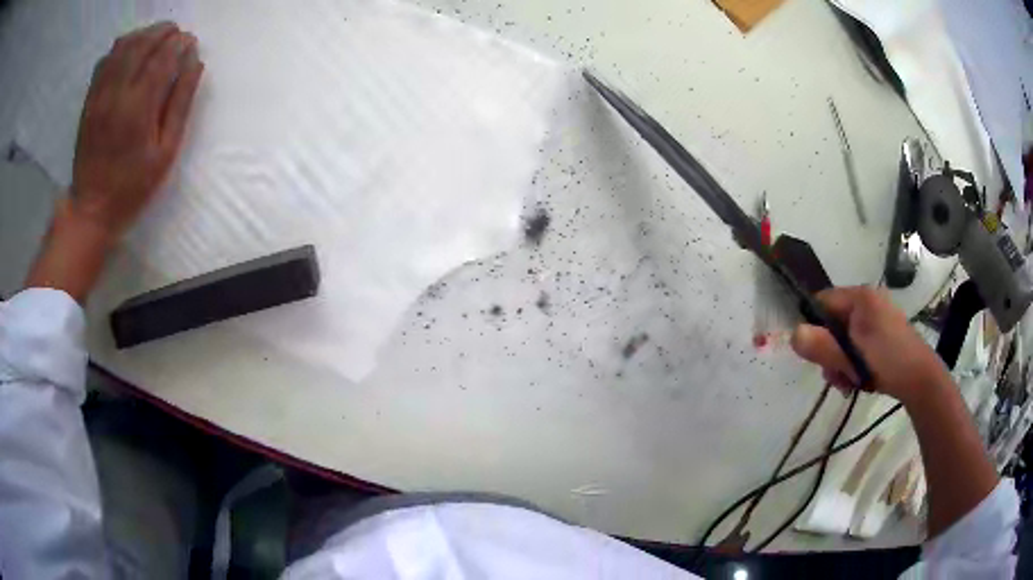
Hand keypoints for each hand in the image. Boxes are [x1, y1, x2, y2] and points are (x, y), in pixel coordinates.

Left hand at [24, 22, 203, 302]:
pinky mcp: (89, 100)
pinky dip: (121, 48)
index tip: (190, 42)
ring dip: (143, 34)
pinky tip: (130, 53)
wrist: (91, 209)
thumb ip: (180, 104)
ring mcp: (99, 94)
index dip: (180, 43)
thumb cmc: (132, 186)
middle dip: (164, 32)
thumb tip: (195, 63)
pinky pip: (105, 60)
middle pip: (143, 43)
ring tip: (155, 39)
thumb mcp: (165, 152)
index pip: (163, 56)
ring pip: (123, 45)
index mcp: (138, 107)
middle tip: (176, 35)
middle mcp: (117, 93)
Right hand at [790, 286, 950, 403]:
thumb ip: (822, 346)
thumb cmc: (887, 361)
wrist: (920, 379)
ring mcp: (877, 316)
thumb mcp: (852, 357)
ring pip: (845, 337)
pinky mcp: (883, 333)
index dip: (814, 327)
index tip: (818, 355)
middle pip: (833, 323)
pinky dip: (855, 362)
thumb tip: (792, 334)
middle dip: (831, 353)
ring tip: (851, 381)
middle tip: (838, 375)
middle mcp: (867, 301)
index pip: (823, 302)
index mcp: (860, 296)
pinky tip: (861, 378)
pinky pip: (858, 343)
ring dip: (842, 362)